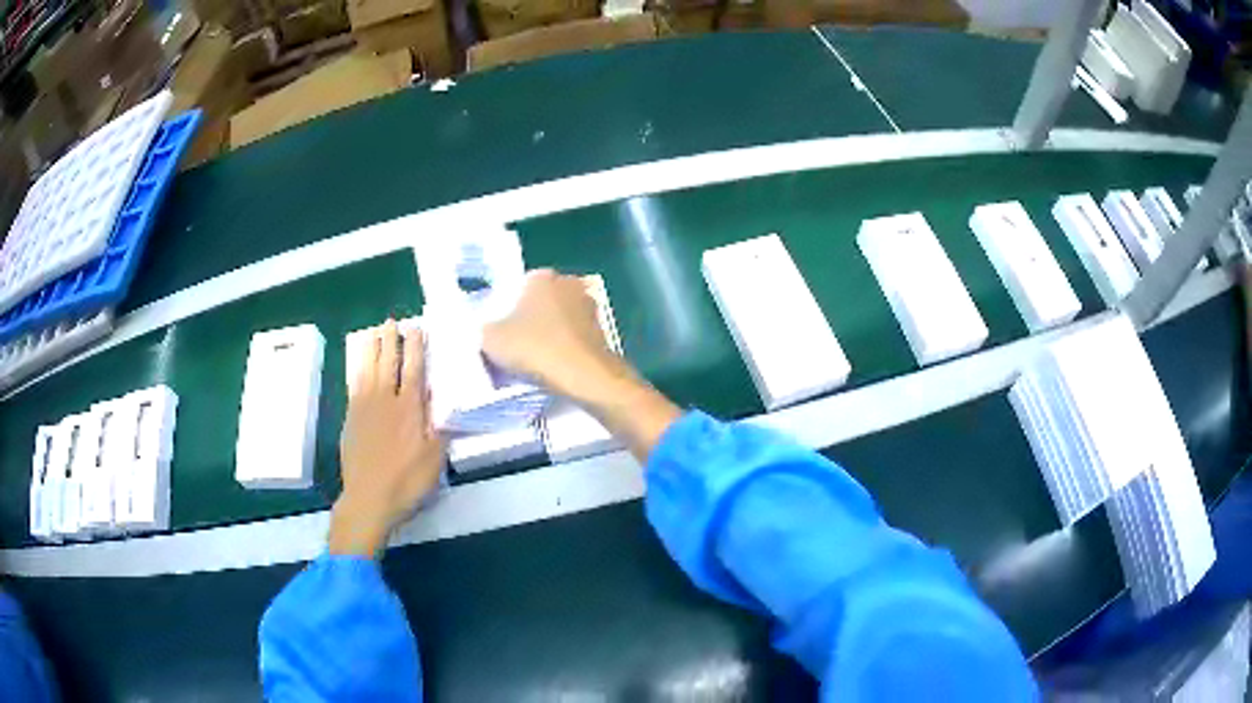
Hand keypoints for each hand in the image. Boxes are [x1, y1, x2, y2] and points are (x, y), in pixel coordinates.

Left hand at [330, 320, 445, 557]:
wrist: (368, 499)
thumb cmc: (406, 482)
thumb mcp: (434, 460)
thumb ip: (440, 429)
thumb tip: (447, 404)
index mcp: (409, 409)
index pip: (414, 369)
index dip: (415, 347)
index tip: (416, 327)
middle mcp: (386, 401)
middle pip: (387, 363)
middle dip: (390, 340)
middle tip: (390, 321)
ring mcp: (364, 408)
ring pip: (368, 369)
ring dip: (372, 349)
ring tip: (374, 332)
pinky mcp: (351, 418)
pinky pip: (354, 385)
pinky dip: (357, 369)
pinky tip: (358, 363)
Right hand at [483, 269, 622, 396]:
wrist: (582, 375)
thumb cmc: (534, 347)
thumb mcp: (492, 339)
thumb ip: (485, 329)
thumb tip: (489, 330)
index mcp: (542, 277)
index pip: (519, 287)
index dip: (507, 308)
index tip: (501, 330)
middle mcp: (569, 284)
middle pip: (541, 302)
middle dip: (530, 320)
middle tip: (515, 345)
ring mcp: (589, 307)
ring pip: (559, 320)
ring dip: (549, 335)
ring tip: (534, 360)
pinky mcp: (602, 331)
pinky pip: (573, 338)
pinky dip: (564, 349)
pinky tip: (554, 367)